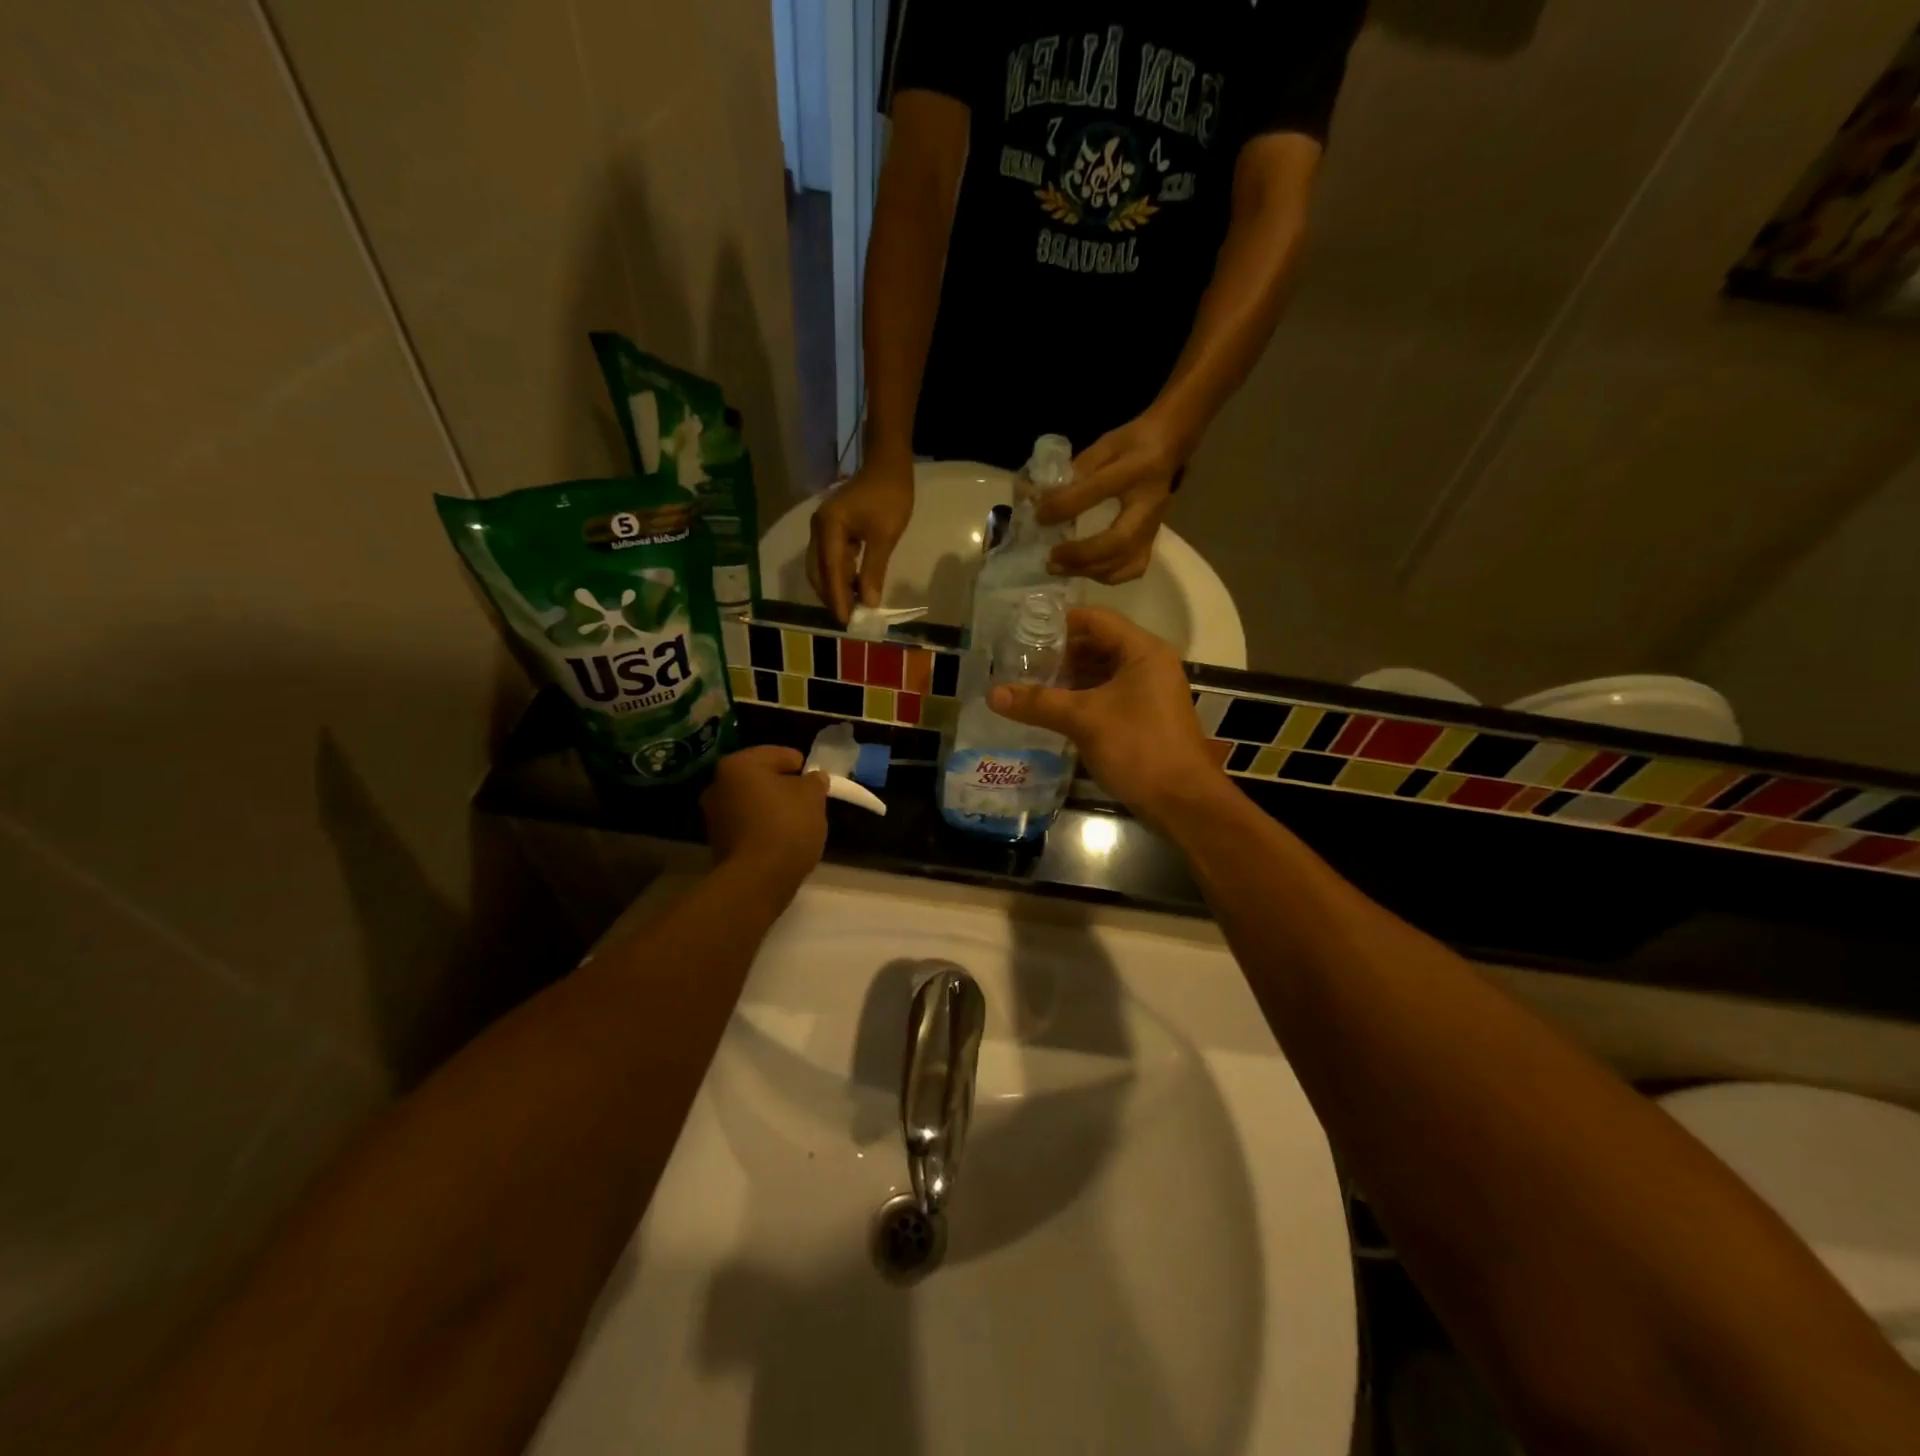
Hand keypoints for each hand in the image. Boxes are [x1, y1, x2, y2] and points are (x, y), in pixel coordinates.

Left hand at [701, 746, 828, 893]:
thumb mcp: (813, 797)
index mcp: (739, 765)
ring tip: (798, 823)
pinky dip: (764, 828)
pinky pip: (747, 826)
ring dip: (772, 808)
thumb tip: (813, 778)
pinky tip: (782, 840)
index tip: (816, 779)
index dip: (800, 764)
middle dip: (783, 787)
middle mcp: (718, 785)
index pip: (776, 754)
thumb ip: (814, 781)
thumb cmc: (786, 826)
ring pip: (752, 803)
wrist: (757, 879)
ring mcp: (714, 816)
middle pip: (760, 779)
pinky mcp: (718, 843)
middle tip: (808, 800)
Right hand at [807, 458, 914, 621]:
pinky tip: (854, 588)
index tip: (847, 621)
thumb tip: (870, 603)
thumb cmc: (890, 497)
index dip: (838, 598)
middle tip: (850, 619)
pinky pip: (830, 559)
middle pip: (818, 572)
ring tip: (853, 607)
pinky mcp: (831, 529)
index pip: (830, 571)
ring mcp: (823, 529)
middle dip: (832, 596)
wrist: (888, 465)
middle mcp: (818, 529)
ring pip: (822, 567)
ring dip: (835, 587)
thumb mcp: (884, 537)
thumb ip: (873, 571)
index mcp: (829, 528)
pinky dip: (840, 576)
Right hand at [987, 608, 1220, 827]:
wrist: (1181, 801)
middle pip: (1098, 644)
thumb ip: (1038, 703)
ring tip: (1028, 685)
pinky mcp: (1143, 717)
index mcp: (1142, 651)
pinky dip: (1080, 699)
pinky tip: (1051, 710)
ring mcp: (1148, 692)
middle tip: (1019, 662)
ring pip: (1101, 673)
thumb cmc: (1138, 748)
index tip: (1022, 631)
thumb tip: (992, 694)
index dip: (1059, 622)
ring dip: (1068, 678)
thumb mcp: (1084, 720)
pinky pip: (1106, 696)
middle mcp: (1148, 664)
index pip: (1096, 619)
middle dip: (1059, 653)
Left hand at [1036, 412, 1186, 583]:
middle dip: (1080, 555)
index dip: (1064, 507)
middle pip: (1117, 541)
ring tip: (1060, 568)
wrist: (1172, 445)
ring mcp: (1154, 527)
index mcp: (1136, 470)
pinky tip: (1085, 570)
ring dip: (1089, 571)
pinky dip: (1106, 575)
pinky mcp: (1153, 540)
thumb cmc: (1134, 442)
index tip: (1039, 517)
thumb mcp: (1104, 445)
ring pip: (1125, 562)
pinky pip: (1132, 568)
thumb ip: (1075, 470)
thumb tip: (1041, 498)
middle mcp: (1149, 504)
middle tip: (1051, 558)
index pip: (1096, 491)